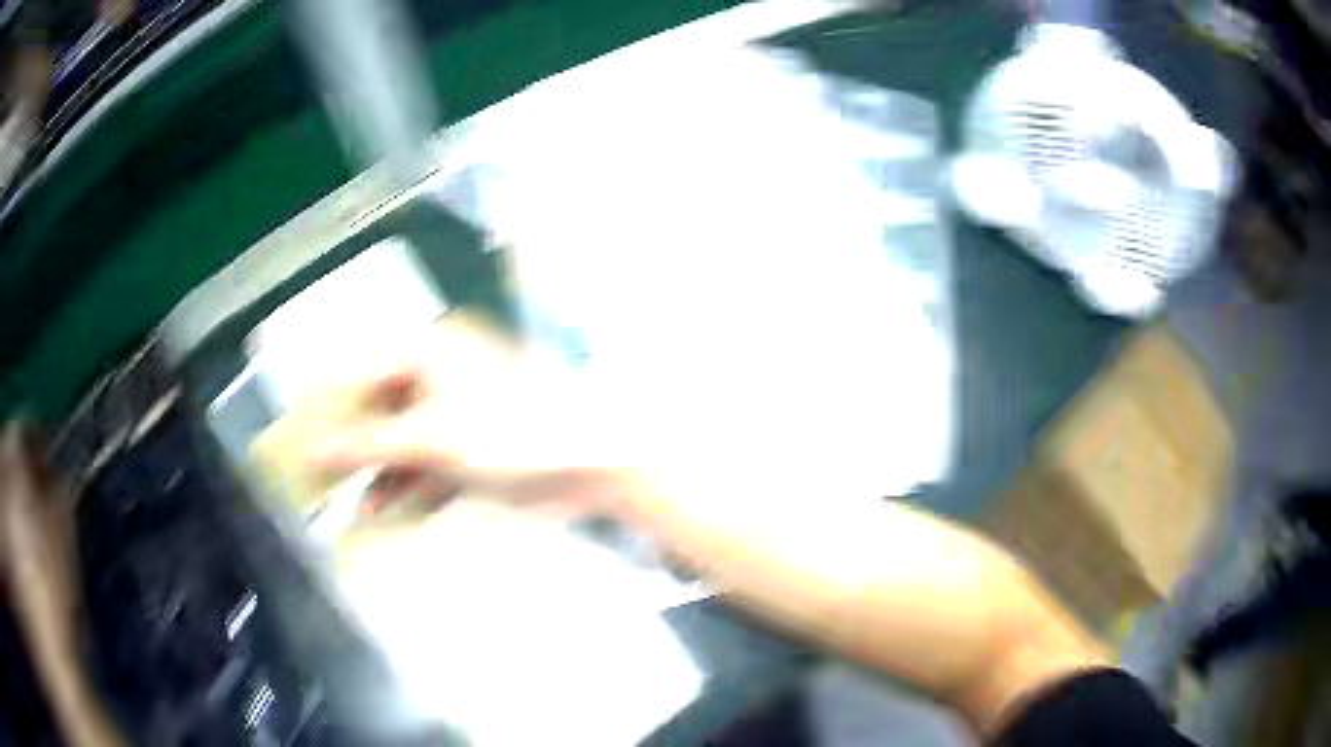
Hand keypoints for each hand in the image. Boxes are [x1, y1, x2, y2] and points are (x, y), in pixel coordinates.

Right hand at [300, 314, 640, 516]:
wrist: (590, 462)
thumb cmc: (512, 432)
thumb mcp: (430, 439)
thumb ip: (370, 444)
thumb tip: (317, 448)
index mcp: (430, 353)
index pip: (363, 377)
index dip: (332, 412)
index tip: (303, 442)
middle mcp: (441, 377)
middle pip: (383, 415)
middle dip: (358, 452)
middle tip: (325, 482)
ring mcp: (459, 415)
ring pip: (407, 445)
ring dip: (386, 477)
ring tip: (365, 509)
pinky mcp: (476, 449)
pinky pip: (433, 467)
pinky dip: (415, 489)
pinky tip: (396, 513)